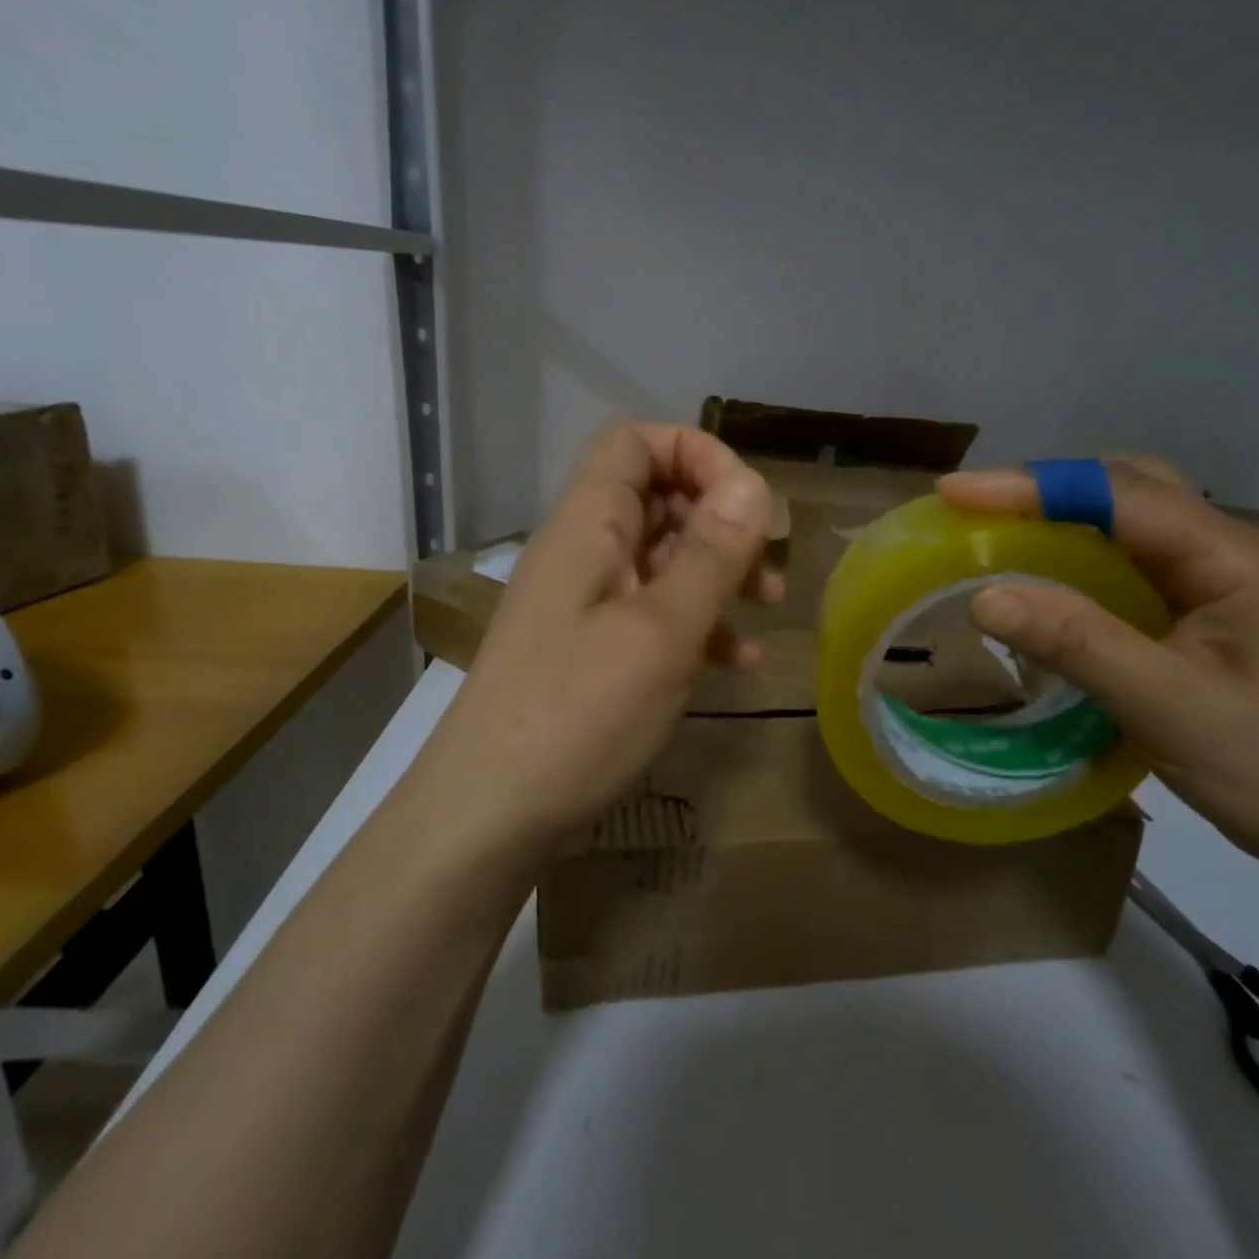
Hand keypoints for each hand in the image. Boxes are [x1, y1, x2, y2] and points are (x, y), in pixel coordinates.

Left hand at [423, 423, 780, 846]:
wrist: (489, 816)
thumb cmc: (577, 714)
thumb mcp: (660, 632)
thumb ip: (710, 555)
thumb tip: (754, 485)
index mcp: (587, 526)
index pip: (636, 442)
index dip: (696, 454)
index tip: (748, 504)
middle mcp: (583, 552)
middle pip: (657, 497)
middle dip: (721, 519)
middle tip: (769, 561)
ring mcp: (586, 603)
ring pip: (663, 557)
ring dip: (719, 573)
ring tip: (768, 606)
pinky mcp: (592, 650)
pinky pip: (654, 612)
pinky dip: (698, 623)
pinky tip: (735, 662)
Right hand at [937, 458, 1258, 903]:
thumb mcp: (1169, 708)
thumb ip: (1077, 644)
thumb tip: (983, 596)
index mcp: (1233, 559)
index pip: (1118, 495)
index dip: (1031, 486)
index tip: (955, 493)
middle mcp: (1230, 552)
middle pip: (1129, 486)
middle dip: (1047, 487)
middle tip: (975, 508)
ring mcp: (1224, 581)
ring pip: (1132, 520)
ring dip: (1063, 515)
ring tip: (998, 532)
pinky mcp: (1211, 613)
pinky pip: (1135, 561)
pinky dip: (1081, 555)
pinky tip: (1051, 580)